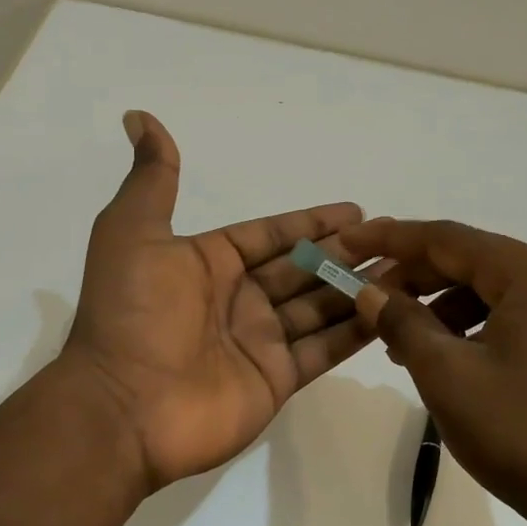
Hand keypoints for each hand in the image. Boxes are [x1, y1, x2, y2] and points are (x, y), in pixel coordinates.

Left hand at [60, 111, 379, 494]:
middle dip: (345, 253)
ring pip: (320, 306)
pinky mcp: (276, 380)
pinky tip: (390, 313)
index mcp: (209, 263)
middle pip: (302, 269)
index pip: (270, 235)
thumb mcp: (133, 232)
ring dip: (358, 288)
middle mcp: (239, 300)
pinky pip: (324, 349)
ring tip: (403, 269)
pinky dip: (356, 332)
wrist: (123, 408)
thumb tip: (139, 117)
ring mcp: (260, 341)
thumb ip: (152, 180)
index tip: (354, 209)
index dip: (310, 221)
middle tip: (393, 237)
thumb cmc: (132, 314)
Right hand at [344, 218, 526, 525]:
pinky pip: (518, 314)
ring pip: (495, 290)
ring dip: (443, 306)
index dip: (393, 238)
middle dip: (417, 277)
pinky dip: (476, 326)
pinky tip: (446, 355)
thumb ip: (402, 322)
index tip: (350, 241)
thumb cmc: (524, 435)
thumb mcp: (448, 376)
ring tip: (400, 339)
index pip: (451, 238)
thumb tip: (369, 290)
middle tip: (368, 297)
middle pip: (475, 261)